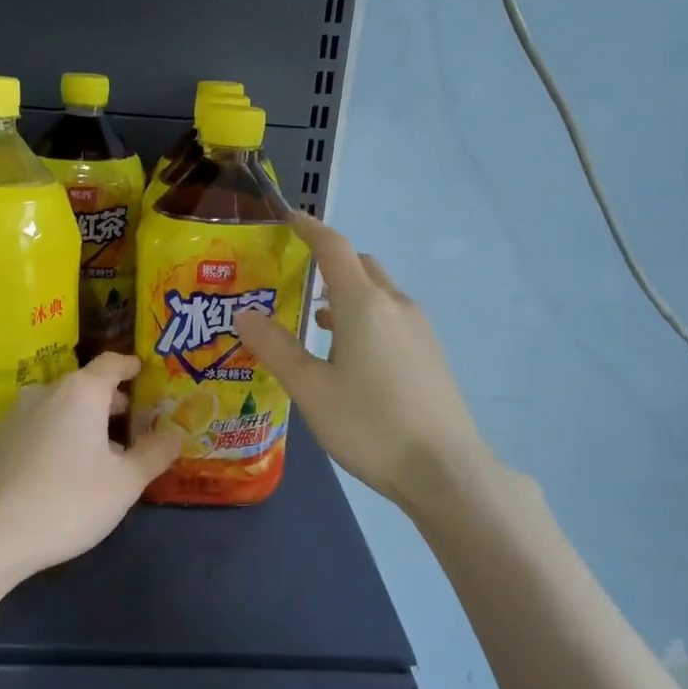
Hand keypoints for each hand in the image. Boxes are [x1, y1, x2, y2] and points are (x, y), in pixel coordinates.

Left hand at [0, 352, 182, 579]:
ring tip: (99, 451)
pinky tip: (63, 468)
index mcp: (81, 392)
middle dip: (108, 400)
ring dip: (81, 420)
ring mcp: (15, 415)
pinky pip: (37, 426)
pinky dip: (56, 434)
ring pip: (58, 407)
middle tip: (130, 421)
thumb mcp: (125, 482)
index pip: (111, 364)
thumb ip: (154, 453)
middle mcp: (46, 392)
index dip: (129, 366)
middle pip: (84, 385)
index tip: (141, 371)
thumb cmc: (70, 501)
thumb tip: (176, 433)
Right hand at [237, 214, 491, 507]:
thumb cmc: (369, 425)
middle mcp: (395, 305)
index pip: (334, 248)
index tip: (287, 218)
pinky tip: (348, 352)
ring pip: (377, 293)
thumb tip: (243, 312)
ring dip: (347, 293)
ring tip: (314, 319)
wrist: (444, 470)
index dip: (309, 229)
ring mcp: (419, 329)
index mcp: (364, 305)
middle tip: (293, 278)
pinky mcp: (429, 353)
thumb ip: (276, 347)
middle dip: (328, 262)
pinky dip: (364, 316)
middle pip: (359, 266)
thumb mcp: (311, 389)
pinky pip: (391, 317)